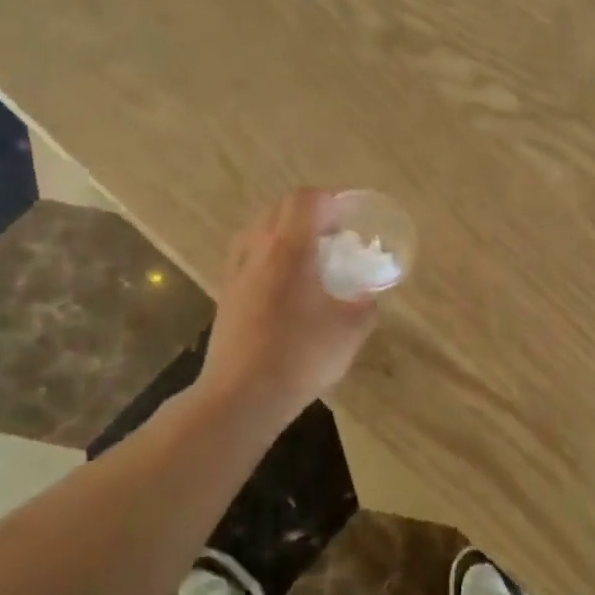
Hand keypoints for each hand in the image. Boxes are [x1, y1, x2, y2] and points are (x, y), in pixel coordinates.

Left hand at [198, 189, 378, 425]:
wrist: (240, 396)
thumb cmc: (300, 357)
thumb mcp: (350, 332)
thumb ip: (365, 306)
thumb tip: (369, 296)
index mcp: (290, 250)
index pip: (305, 200)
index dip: (329, 198)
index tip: (349, 214)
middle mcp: (258, 251)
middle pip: (279, 209)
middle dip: (309, 212)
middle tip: (334, 234)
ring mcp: (236, 273)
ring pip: (259, 231)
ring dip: (285, 232)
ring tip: (308, 256)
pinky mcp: (226, 296)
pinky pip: (248, 257)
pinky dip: (268, 255)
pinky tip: (284, 284)